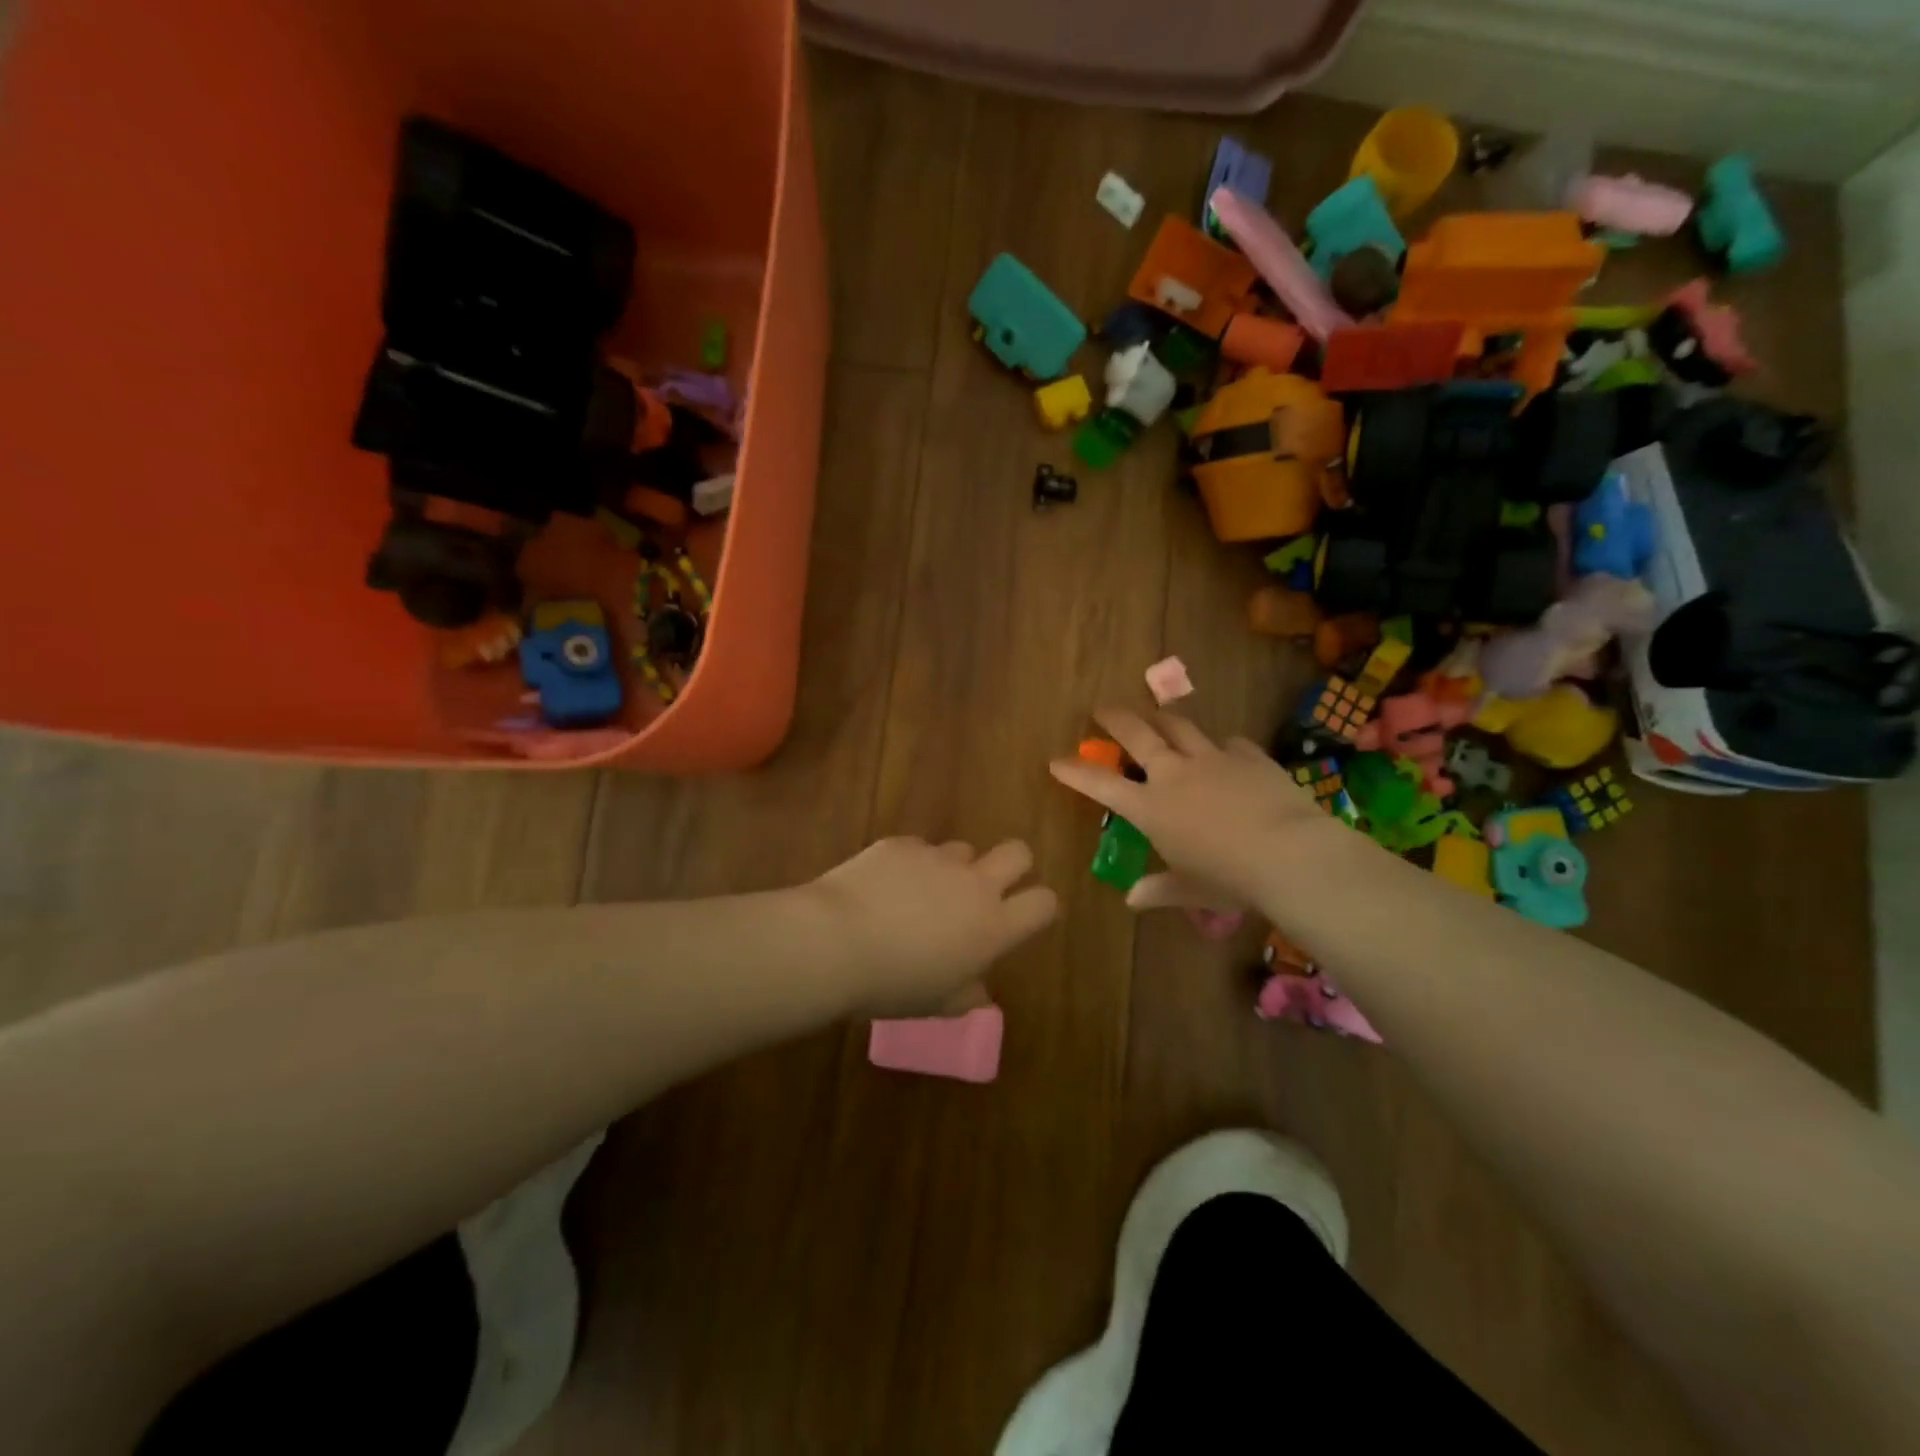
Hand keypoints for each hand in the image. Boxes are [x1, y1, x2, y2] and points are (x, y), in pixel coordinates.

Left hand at [806, 837, 1058, 1018]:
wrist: (835, 942)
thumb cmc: (891, 985)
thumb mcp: (935, 1003)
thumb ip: (966, 994)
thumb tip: (979, 992)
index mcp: (992, 926)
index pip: (1043, 902)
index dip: (1039, 907)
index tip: (1023, 917)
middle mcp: (974, 884)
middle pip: (1018, 852)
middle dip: (1012, 865)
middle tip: (984, 889)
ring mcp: (937, 858)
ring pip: (962, 849)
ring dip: (952, 868)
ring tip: (919, 894)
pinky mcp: (901, 844)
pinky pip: (918, 848)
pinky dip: (909, 865)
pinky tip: (882, 887)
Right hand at [1049, 707, 1353, 914]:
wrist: (1290, 854)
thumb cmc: (1230, 879)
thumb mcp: (1190, 890)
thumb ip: (1159, 889)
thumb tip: (1133, 899)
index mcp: (1151, 808)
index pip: (1101, 785)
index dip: (1075, 772)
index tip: (1056, 761)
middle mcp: (1175, 774)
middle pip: (1138, 734)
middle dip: (1116, 718)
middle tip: (1102, 708)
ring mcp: (1213, 759)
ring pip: (1180, 726)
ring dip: (1163, 718)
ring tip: (1157, 714)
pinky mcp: (1249, 756)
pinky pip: (1229, 743)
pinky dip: (1221, 746)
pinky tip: (1225, 751)